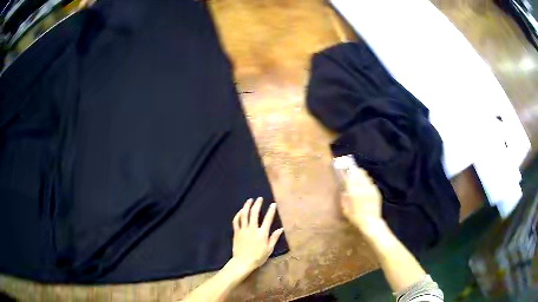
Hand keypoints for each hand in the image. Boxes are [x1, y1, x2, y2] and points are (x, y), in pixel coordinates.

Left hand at [231, 198, 283, 272]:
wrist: (243, 262)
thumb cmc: (258, 257)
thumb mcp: (269, 249)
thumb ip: (274, 238)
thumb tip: (280, 229)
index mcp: (262, 233)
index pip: (268, 219)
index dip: (271, 210)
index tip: (273, 204)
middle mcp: (252, 229)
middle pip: (254, 213)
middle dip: (257, 204)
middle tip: (259, 198)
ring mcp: (243, 230)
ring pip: (244, 215)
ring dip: (247, 206)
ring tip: (249, 200)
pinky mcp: (236, 232)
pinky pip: (236, 221)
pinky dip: (238, 215)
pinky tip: (240, 211)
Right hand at [340, 167, 384, 234]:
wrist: (371, 222)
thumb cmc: (356, 217)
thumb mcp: (345, 210)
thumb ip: (344, 199)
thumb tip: (344, 191)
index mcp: (353, 191)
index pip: (349, 177)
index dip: (345, 172)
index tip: (343, 169)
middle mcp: (362, 187)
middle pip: (358, 173)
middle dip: (354, 170)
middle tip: (351, 169)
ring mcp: (370, 188)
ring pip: (365, 176)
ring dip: (361, 174)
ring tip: (358, 173)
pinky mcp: (376, 191)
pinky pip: (371, 182)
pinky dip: (367, 180)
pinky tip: (365, 182)